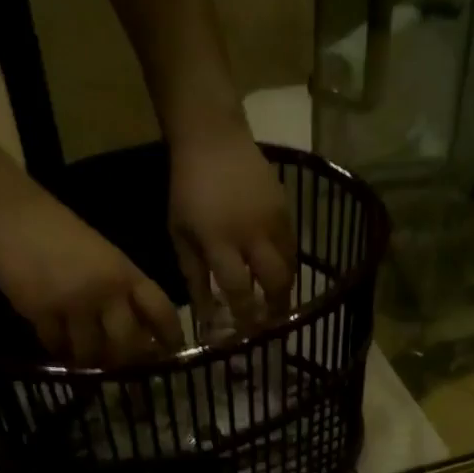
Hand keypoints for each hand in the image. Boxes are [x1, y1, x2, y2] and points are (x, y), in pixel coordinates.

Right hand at [0, 187, 181, 365]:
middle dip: (127, 360)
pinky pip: (58, 347)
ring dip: (90, 360)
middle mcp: (107, 291)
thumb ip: (124, 290)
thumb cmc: (58, 232)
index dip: (170, 337)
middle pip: (129, 345)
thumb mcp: (104, 256)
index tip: (170, 354)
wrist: (8, 211)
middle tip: (119, 363)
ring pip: (93, 353)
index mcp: (127, 274)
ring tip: (85, 356)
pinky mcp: (41, 312)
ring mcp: (74, 303)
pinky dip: (60, 350)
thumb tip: (144, 333)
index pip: (162, 312)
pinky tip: (59, 344)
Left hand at [168, 121, 296, 336]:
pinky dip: (287, 266)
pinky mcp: (286, 209)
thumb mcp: (180, 234)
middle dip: (275, 309)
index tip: (244, 334)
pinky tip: (278, 275)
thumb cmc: (187, 189)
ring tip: (277, 305)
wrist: (212, 138)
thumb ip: (194, 276)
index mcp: (218, 239)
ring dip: (284, 291)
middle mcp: (250, 233)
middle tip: (270, 324)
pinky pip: (293, 248)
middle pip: (274, 282)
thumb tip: (207, 316)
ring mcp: (272, 220)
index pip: (238, 289)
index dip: (244, 316)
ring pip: (289, 268)